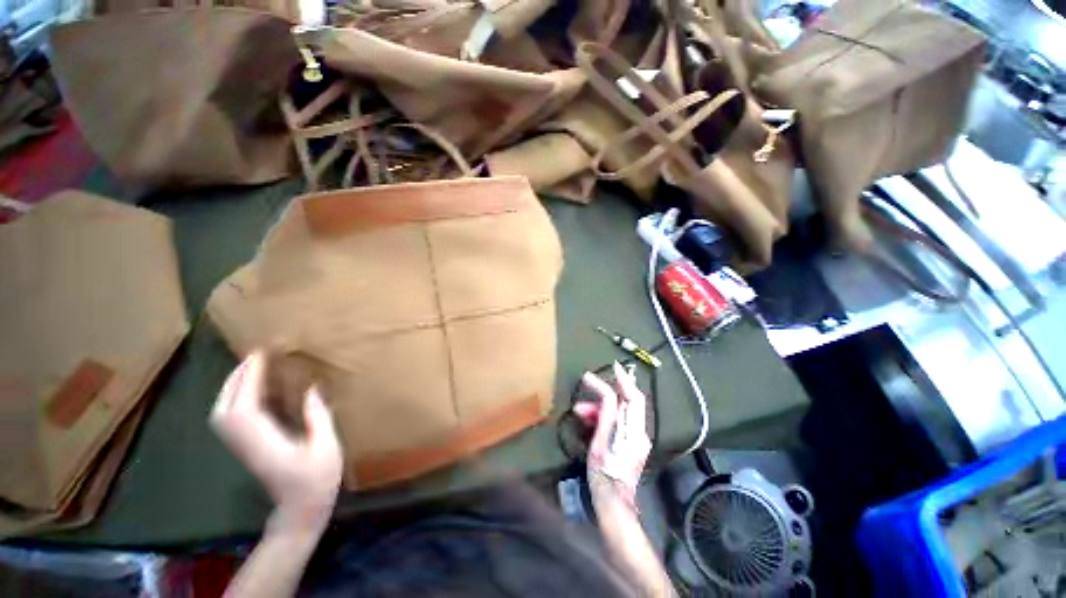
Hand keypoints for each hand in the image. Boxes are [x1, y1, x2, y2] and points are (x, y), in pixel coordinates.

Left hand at [211, 352, 342, 532]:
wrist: (298, 512)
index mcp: (265, 443)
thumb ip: (318, 417)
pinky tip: (256, 390)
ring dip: (234, 387)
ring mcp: (243, 447)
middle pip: (225, 408)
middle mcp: (246, 443)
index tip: (261, 354)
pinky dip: (238, 398)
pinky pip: (233, 417)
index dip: (248, 379)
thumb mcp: (326, 448)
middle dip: (236, 378)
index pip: (244, 407)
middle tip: (256, 356)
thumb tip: (312, 388)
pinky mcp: (247, 447)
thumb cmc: (317, 481)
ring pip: (224, 413)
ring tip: (254, 367)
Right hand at [575, 362, 651, 499]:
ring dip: (600, 408)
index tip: (613, 366)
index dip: (624, 380)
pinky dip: (603, 418)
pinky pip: (617, 422)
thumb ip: (606, 416)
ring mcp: (635, 439)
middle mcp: (639, 433)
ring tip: (579, 411)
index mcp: (635, 432)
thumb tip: (606, 393)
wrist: (613, 505)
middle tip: (587, 386)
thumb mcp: (601, 443)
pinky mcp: (629, 444)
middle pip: (627, 403)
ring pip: (619, 413)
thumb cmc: (604, 475)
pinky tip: (588, 421)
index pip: (632, 398)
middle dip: (605, 393)